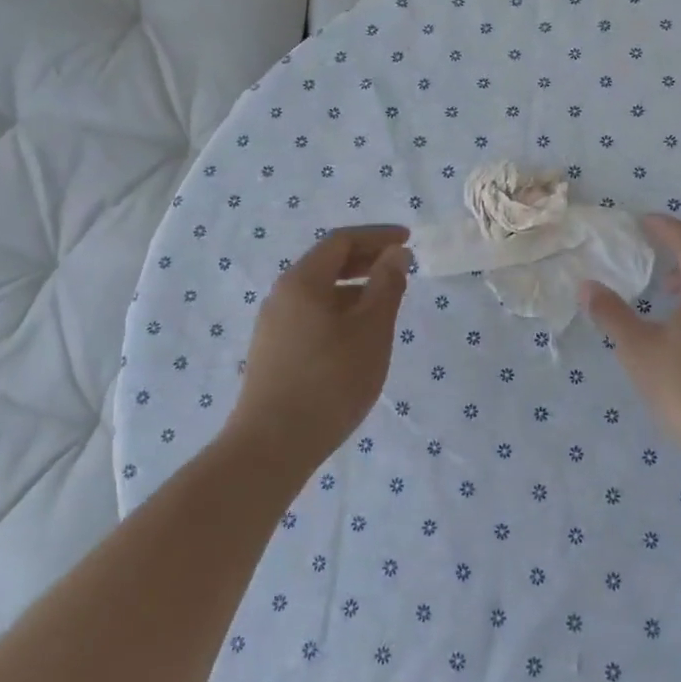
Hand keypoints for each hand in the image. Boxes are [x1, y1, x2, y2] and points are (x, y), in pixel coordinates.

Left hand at [232, 225, 410, 464]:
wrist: (272, 445)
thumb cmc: (331, 380)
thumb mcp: (371, 330)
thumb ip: (387, 286)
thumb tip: (396, 254)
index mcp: (303, 281)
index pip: (341, 241)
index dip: (377, 236)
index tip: (408, 240)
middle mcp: (282, 295)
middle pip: (326, 263)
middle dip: (365, 259)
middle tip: (400, 267)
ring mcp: (273, 325)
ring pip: (319, 292)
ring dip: (354, 288)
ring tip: (385, 303)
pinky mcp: (273, 352)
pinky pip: (311, 315)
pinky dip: (339, 310)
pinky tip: (357, 336)